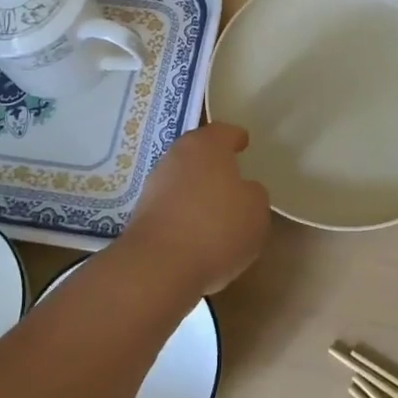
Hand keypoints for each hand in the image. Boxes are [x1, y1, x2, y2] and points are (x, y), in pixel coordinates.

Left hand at [119, 123, 269, 295]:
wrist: (158, 265)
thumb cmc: (216, 227)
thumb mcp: (255, 211)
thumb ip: (253, 194)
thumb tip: (244, 191)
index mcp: (207, 145)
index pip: (224, 132)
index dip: (236, 138)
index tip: (244, 143)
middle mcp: (177, 155)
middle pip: (199, 153)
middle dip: (214, 163)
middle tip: (232, 177)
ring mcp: (155, 183)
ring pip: (182, 179)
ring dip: (197, 190)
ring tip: (215, 211)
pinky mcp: (142, 213)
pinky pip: (171, 206)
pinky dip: (183, 214)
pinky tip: (196, 234)